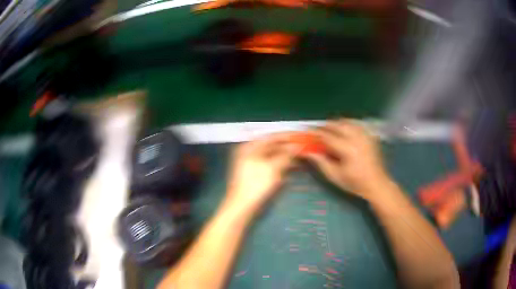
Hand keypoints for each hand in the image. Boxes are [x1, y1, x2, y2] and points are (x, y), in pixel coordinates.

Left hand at [225, 133, 295, 212]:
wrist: (242, 208)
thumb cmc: (256, 185)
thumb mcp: (273, 167)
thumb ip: (286, 154)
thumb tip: (298, 145)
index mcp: (251, 147)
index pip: (273, 137)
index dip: (288, 136)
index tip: (303, 136)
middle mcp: (251, 152)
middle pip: (274, 146)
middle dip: (289, 148)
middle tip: (305, 148)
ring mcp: (253, 164)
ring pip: (274, 157)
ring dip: (288, 158)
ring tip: (303, 158)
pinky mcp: (258, 175)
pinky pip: (272, 166)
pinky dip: (283, 167)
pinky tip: (294, 168)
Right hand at [303, 119, 391, 200]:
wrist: (376, 184)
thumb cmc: (354, 182)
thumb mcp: (335, 176)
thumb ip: (321, 162)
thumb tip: (307, 152)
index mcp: (347, 149)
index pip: (327, 136)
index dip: (316, 133)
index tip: (307, 132)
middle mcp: (356, 138)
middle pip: (337, 125)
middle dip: (325, 126)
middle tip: (317, 130)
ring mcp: (365, 135)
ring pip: (347, 122)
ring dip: (336, 123)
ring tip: (329, 129)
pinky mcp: (369, 136)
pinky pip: (356, 124)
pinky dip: (347, 124)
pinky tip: (344, 130)